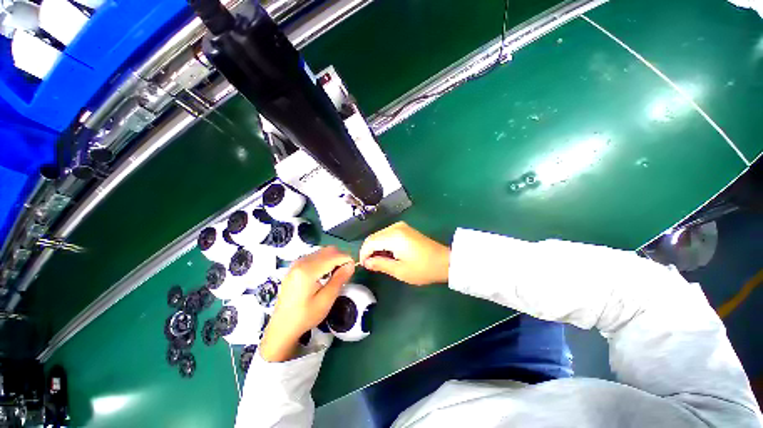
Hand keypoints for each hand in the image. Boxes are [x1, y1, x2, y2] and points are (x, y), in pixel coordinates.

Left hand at [259, 247, 354, 361]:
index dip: (347, 259)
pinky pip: (316, 255)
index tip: (353, 270)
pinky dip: (325, 260)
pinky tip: (325, 273)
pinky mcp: (296, 265)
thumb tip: (351, 264)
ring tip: (336, 274)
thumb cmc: (305, 316)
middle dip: (341, 257)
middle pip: (329, 250)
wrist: (282, 326)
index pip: (334, 256)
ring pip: (323, 251)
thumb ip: (339, 279)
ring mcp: (297, 262)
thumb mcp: (326, 300)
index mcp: (308, 270)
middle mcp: (302, 261)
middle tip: (346, 272)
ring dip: (333, 258)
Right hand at [359, 222, 449, 285]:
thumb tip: (366, 262)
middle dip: (369, 251)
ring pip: (379, 235)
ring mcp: (401, 226)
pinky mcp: (405, 229)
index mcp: (393, 236)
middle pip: (373, 237)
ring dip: (376, 248)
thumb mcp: (400, 270)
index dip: (363, 254)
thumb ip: (380, 264)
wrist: (444, 261)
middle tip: (372, 266)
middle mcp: (395, 227)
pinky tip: (388, 254)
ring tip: (380, 262)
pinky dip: (384, 244)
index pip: (369, 242)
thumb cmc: (423, 268)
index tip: (364, 266)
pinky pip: (387, 235)